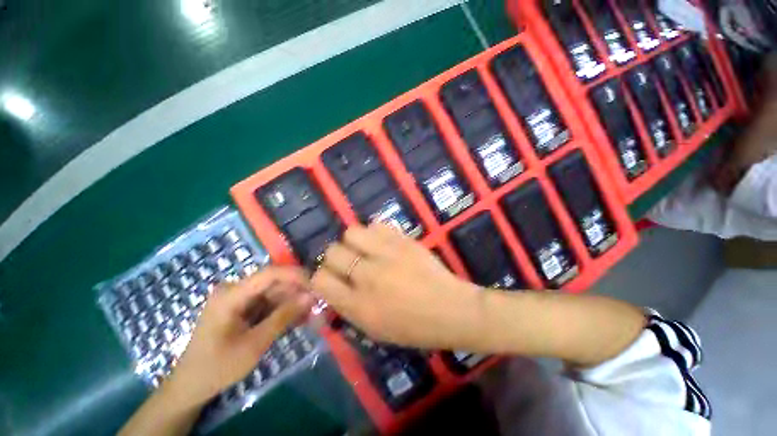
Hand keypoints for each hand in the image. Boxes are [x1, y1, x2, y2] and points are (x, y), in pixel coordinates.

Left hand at [164, 267, 312, 408]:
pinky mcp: (242, 307)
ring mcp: (238, 298)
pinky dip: (282, 310)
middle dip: (296, 292)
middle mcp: (234, 290)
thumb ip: (283, 317)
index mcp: (231, 295)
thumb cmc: (218, 366)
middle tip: (317, 303)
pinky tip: (297, 318)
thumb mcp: (254, 344)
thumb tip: (310, 296)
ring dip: (292, 302)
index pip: (270, 274)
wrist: (191, 385)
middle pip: (273, 283)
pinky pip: (268, 302)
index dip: (295, 275)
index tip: (317, 283)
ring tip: (311, 313)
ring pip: (274, 292)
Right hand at [311, 223, 484, 349]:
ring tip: (366, 249)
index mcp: (359, 306)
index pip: (320, 280)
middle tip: (349, 261)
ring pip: (351, 232)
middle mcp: (368, 277)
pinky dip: (375, 232)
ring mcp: (387, 255)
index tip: (329, 276)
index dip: (320, 276)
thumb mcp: (375, 329)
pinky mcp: (403, 241)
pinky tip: (383, 242)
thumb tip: (329, 287)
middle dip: (335, 256)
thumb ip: (348, 308)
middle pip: (332, 251)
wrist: (452, 309)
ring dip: (354, 241)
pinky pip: (377, 225)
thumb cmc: (414, 327)